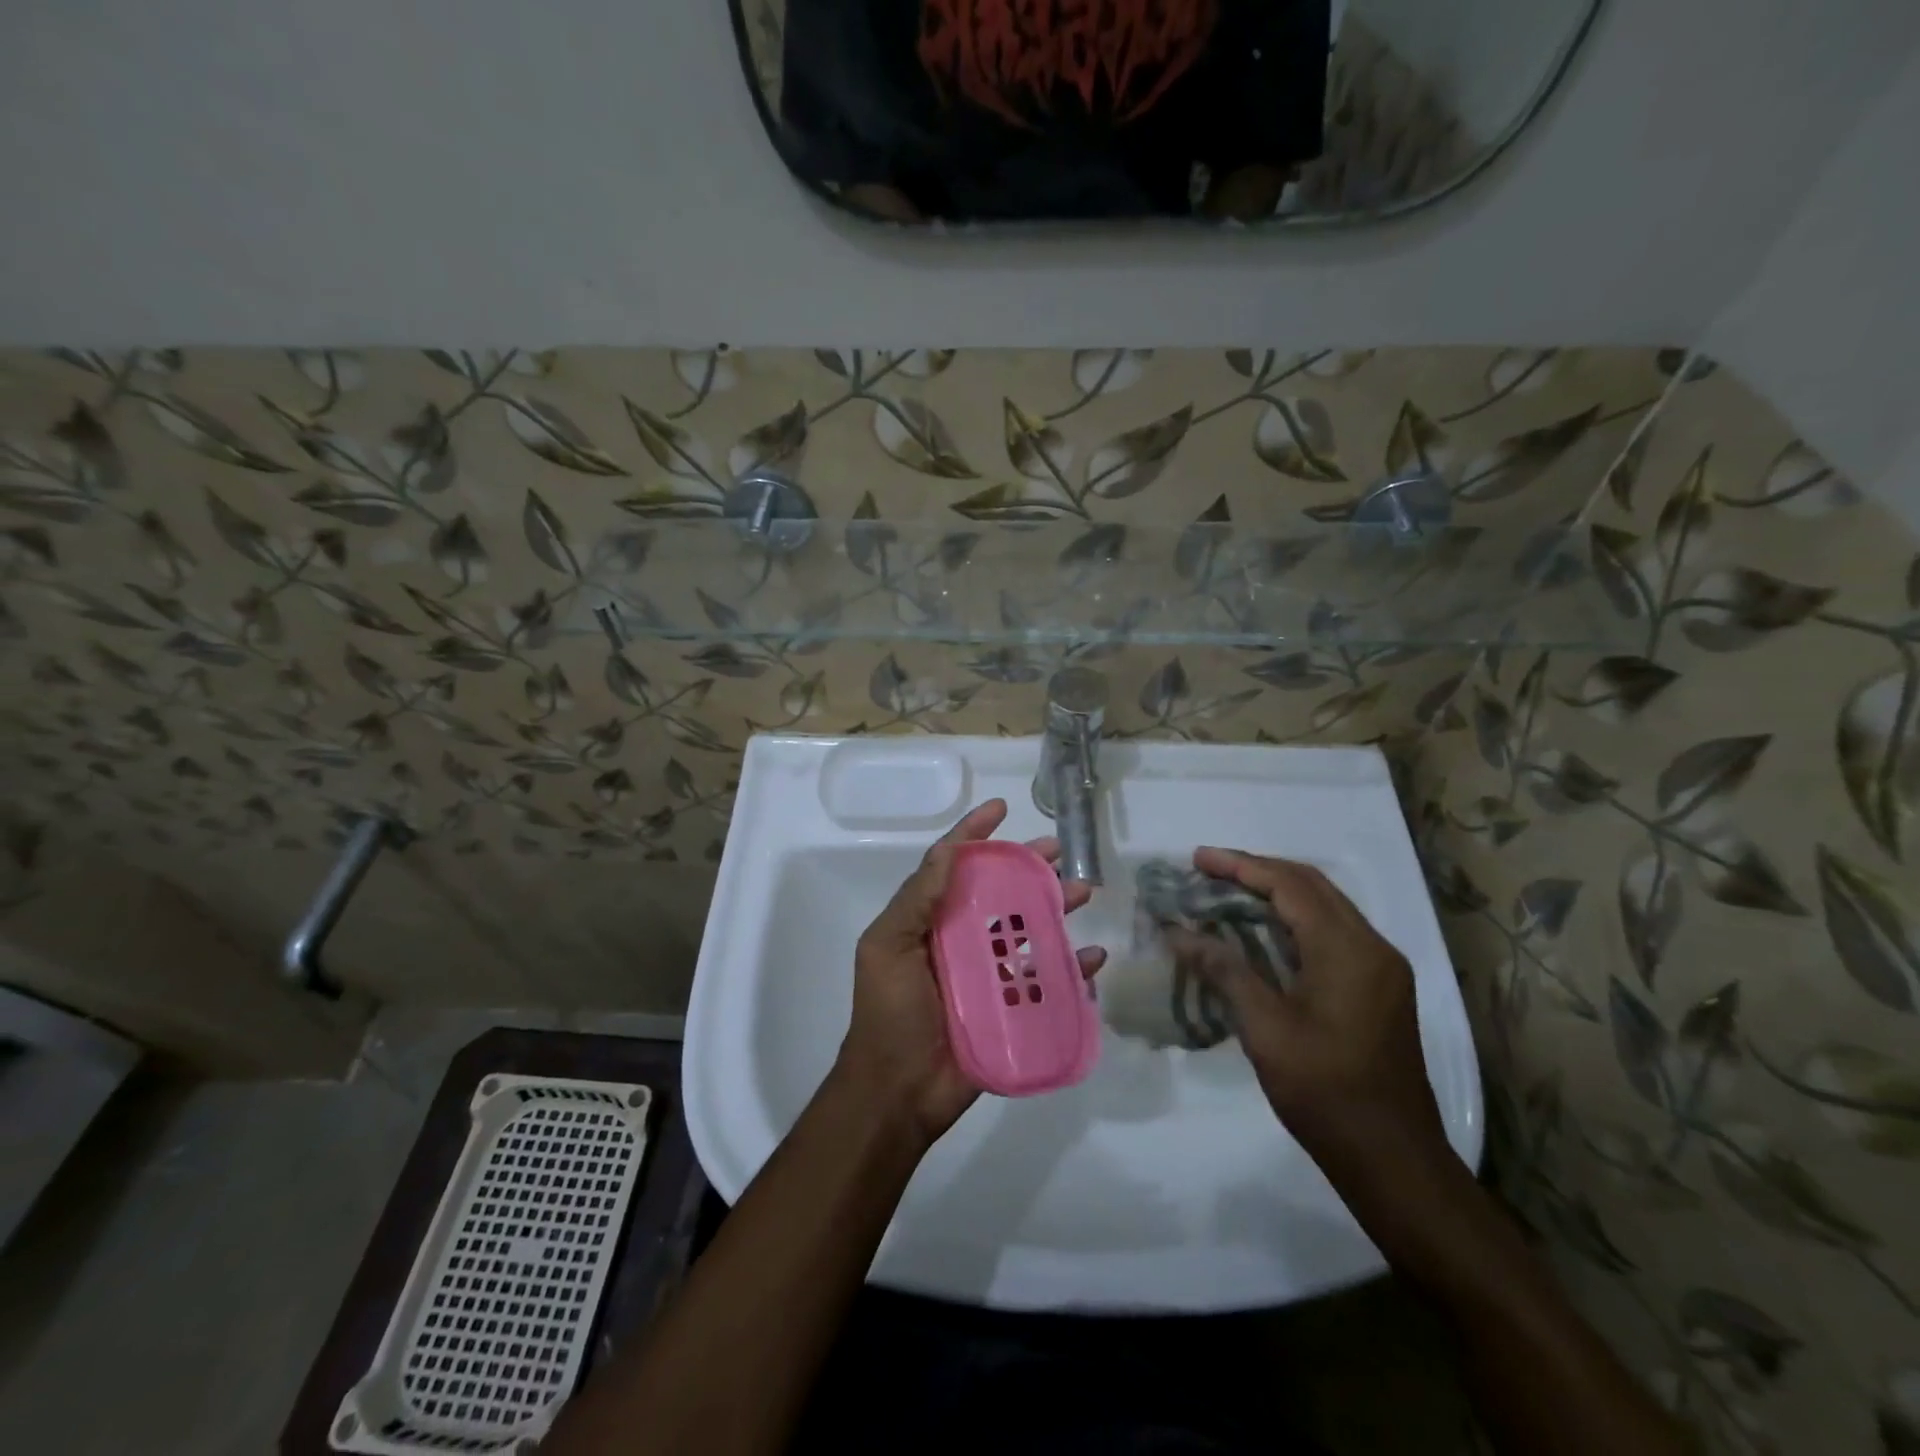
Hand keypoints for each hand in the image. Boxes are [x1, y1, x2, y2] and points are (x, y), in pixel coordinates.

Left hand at [834, 799, 1106, 1146]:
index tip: (1000, 808)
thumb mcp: (887, 947)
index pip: (952, 866)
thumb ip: (916, 899)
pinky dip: (1073, 968)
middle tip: (1059, 849)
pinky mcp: (1011, 1009)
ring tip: (1082, 892)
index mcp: (928, 921)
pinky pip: (1047, 982)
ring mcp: (988, 975)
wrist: (896, 1093)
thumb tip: (949, 848)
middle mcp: (959, 940)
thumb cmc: (888, 1013)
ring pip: (1029, 930)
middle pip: (999, 893)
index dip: (974, 834)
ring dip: (1056, 909)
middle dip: (1027, 867)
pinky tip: (1092, 957)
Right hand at [1172, 848, 1446, 1179]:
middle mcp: (1372, 946)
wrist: (1393, 1159)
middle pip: (1311, 886)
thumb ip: (1225, 970)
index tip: (1197, 859)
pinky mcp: (1380, 987)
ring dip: (1276, 893)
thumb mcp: (1265, 1029)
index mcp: (1348, 950)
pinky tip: (1261, 932)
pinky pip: (1333, 932)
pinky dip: (1294, 920)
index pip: (1289, 885)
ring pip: (1324, 906)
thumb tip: (1178, 932)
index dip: (1240, 866)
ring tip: (1227, 893)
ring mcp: (1381, 967)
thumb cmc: (1325, 1092)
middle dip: (1257, 872)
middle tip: (1207, 871)